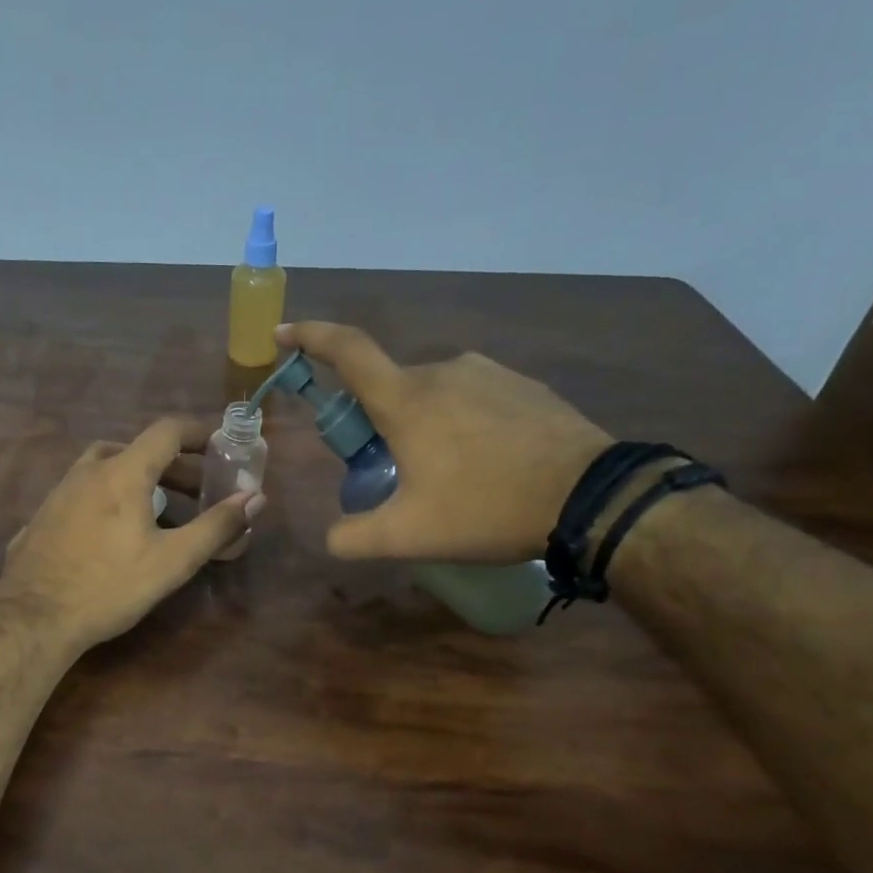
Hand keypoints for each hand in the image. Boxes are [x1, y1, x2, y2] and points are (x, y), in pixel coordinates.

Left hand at [0, 417, 261, 650]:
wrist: (33, 619)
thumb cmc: (109, 586)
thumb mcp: (173, 560)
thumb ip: (216, 526)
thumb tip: (256, 498)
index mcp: (122, 473)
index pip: (165, 431)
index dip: (196, 432)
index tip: (218, 445)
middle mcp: (87, 472)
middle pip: (135, 449)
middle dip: (172, 465)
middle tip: (196, 491)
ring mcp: (58, 493)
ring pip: (104, 469)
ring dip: (137, 479)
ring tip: (156, 511)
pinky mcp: (41, 518)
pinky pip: (83, 494)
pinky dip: (107, 498)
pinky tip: (112, 533)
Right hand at [277, 322, 612, 563]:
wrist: (589, 497)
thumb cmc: (487, 507)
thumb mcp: (409, 536)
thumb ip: (355, 538)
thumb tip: (332, 537)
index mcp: (406, 399)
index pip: (347, 350)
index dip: (310, 336)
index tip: (283, 334)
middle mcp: (443, 370)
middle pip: (388, 387)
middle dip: (376, 422)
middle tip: (388, 472)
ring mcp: (487, 372)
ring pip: (431, 394)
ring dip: (420, 425)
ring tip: (443, 476)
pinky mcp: (522, 385)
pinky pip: (471, 398)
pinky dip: (460, 423)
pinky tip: (482, 464)